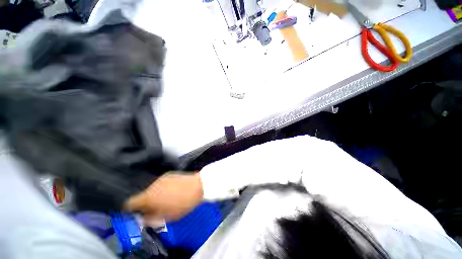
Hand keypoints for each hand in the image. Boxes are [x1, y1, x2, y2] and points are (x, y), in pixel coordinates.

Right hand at [125, 172, 203, 221]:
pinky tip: (170, 191)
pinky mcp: (170, 174)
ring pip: (151, 188)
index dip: (129, 209)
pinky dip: (161, 188)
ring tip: (163, 199)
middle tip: (152, 208)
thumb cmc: (183, 203)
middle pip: (141, 194)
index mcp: (148, 196)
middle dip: (144, 202)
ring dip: (153, 194)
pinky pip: (160, 183)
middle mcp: (152, 184)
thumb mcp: (166, 217)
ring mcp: (161, 177)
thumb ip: (150, 218)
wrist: (198, 186)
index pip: (129, 202)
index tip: (135, 212)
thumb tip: (143, 217)